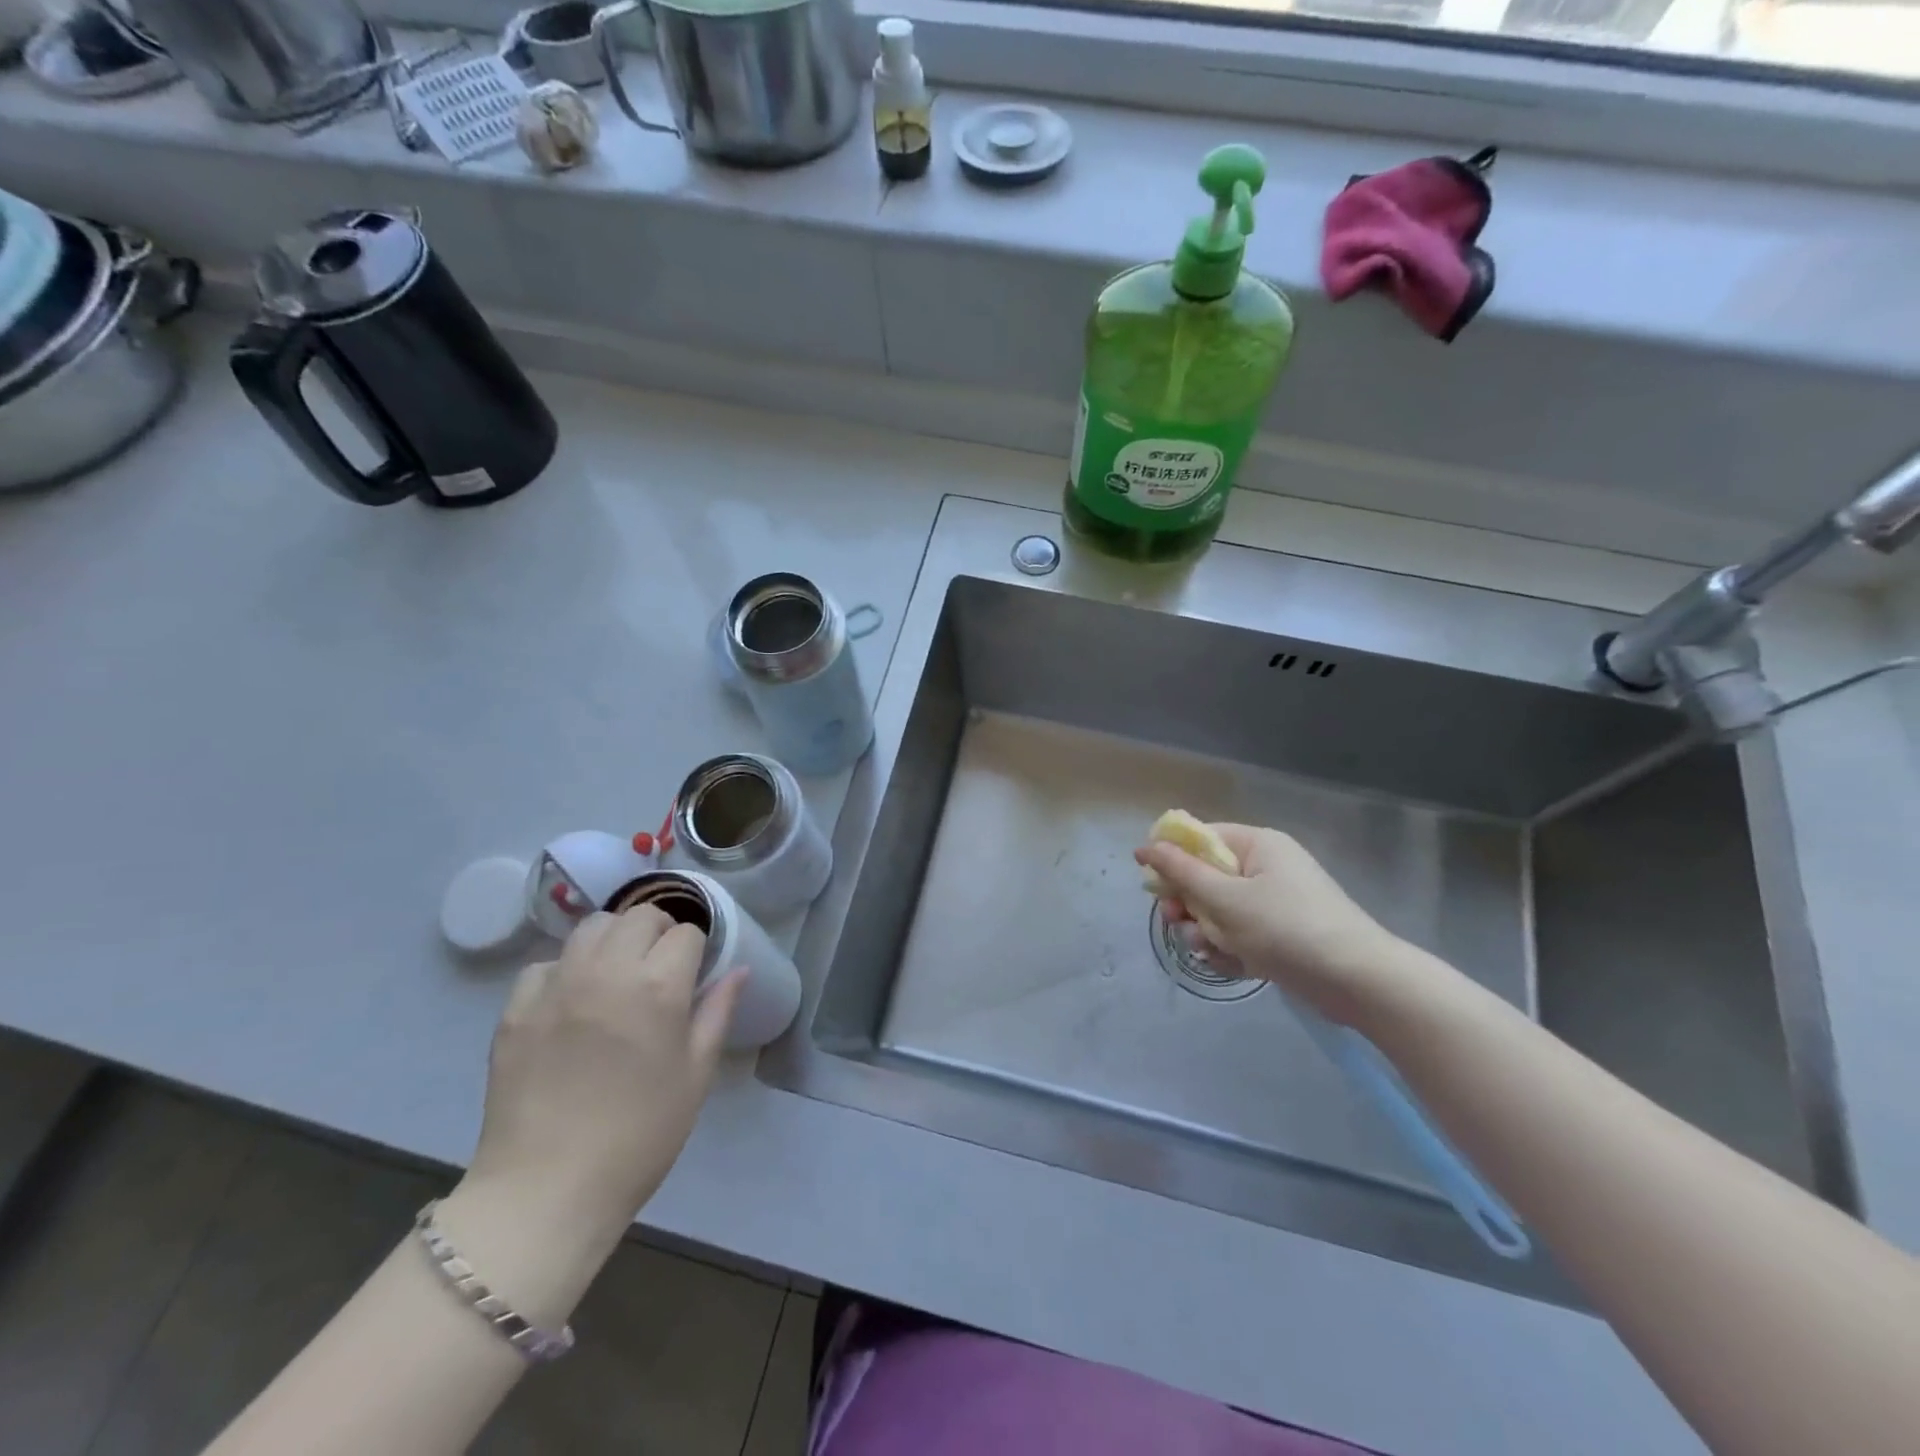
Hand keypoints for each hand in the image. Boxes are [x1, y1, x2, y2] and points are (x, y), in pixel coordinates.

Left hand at [462, 908, 743, 1233]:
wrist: (547, 1191)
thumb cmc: (640, 1136)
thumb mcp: (696, 1075)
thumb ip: (718, 1012)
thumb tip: (739, 970)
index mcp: (658, 987)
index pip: (686, 934)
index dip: (697, 950)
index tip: (695, 973)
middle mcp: (607, 972)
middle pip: (639, 916)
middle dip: (659, 931)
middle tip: (661, 967)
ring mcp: (556, 987)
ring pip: (591, 927)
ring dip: (614, 939)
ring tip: (617, 972)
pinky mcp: (515, 1009)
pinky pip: (545, 964)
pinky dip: (565, 970)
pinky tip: (571, 1001)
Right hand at [1135, 823, 1419, 1028]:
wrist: (1359, 982)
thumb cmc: (1286, 928)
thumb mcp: (1225, 899)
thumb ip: (1182, 872)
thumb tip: (1145, 846)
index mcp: (1256, 845)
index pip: (1201, 838)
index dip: (1172, 858)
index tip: (1152, 885)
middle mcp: (1265, 868)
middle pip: (1205, 878)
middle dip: (1188, 905)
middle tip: (1178, 922)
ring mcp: (1274, 903)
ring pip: (1218, 911)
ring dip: (1206, 932)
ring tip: (1211, 950)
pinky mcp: (1280, 936)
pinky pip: (1239, 935)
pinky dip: (1230, 950)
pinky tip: (1233, 966)